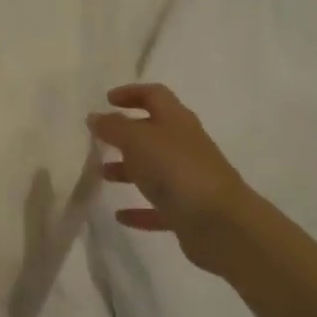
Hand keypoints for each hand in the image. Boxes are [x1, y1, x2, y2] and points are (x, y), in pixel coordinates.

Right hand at [89, 82, 255, 274]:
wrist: (221, 224)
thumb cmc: (176, 170)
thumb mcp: (137, 140)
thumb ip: (113, 127)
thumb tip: (95, 117)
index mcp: (176, 121)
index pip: (155, 95)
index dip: (131, 93)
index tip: (107, 100)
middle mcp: (185, 146)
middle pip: (153, 133)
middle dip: (125, 134)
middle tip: (99, 140)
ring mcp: (189, 180)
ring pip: (154, 169)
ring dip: (128, 170)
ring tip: (102, 175)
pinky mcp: (188, 212)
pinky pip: (159, 207)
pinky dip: (139, 209)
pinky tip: (120, 216)